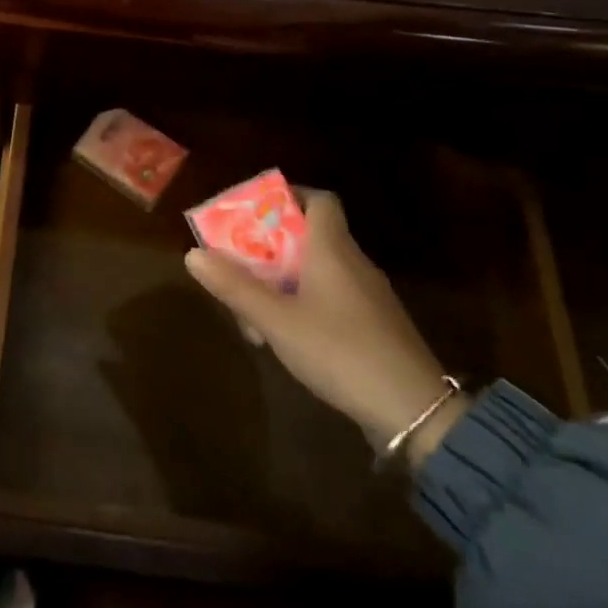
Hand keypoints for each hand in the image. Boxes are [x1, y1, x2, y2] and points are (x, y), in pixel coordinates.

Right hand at [184, 189, 469, 468]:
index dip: (288, 197)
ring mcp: (367, 295)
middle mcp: (353, 262)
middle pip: (309, 236)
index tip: (255, 212)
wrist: (414, 411)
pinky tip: (284, 335)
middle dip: (269, 248)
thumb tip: (193, 254)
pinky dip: (303, 303)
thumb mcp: (277, 321)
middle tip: (238, 265)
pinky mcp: (373, 325)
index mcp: (332, 248)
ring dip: (282, 281)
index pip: (319, 199)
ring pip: (316, 270)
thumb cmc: (340, 351)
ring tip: (251, 311)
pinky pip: (331, 297)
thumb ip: (235, 288)